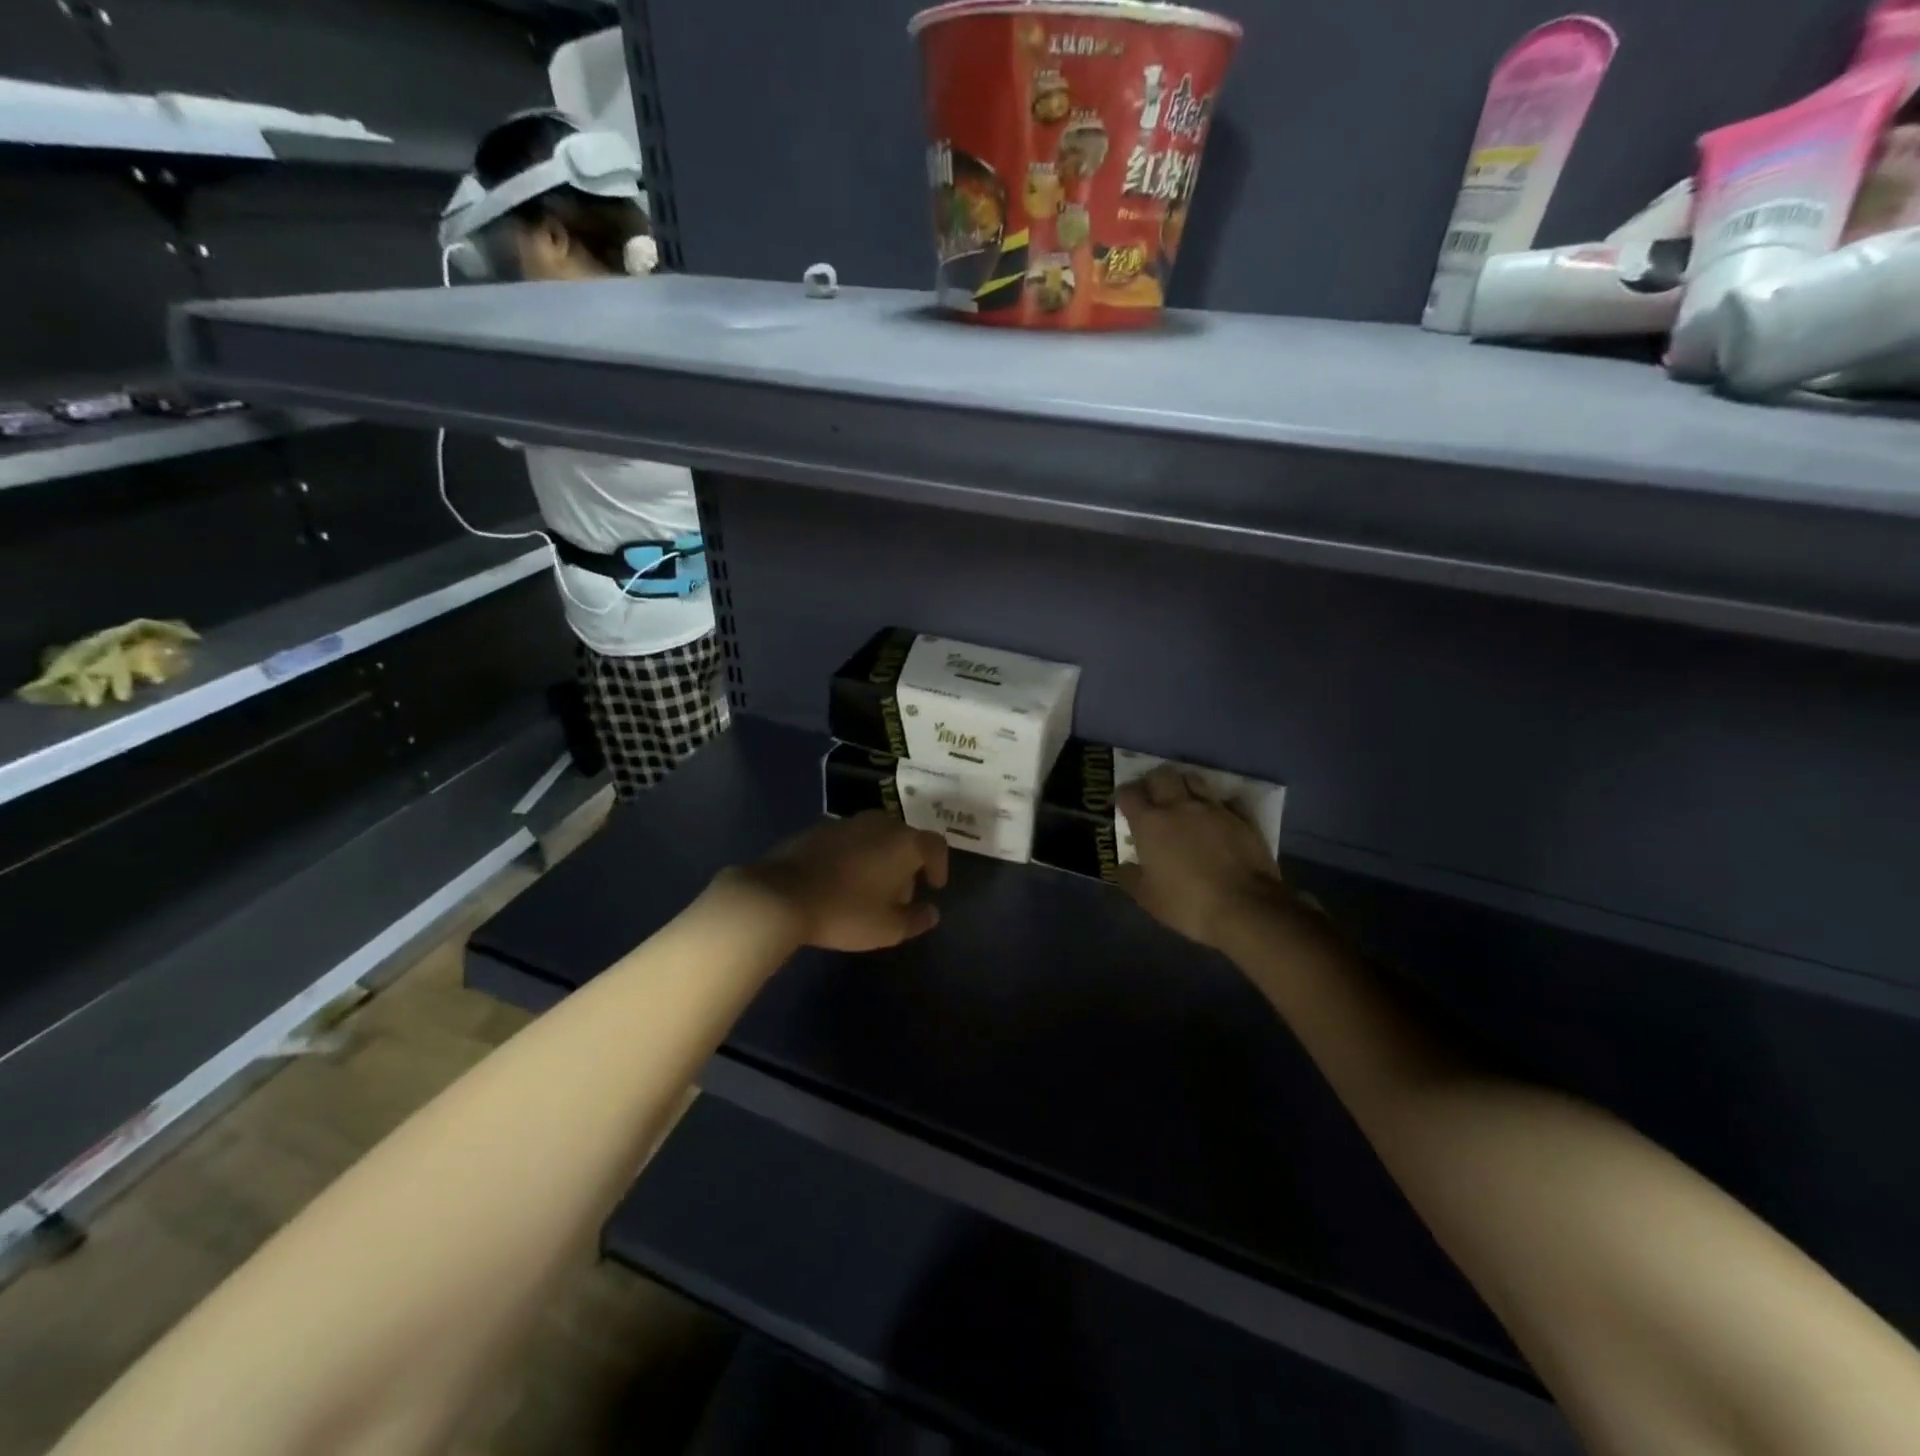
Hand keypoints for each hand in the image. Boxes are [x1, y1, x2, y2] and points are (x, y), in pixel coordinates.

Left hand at [726, 812, 948, 952]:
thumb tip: (932, 912)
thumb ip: (916, 919)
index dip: (940, 865)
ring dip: (880, 858)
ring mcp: (846, 822)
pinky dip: (854, 856)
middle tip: (900, 894)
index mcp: (903, 842)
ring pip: (876, 837)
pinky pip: (849, 840)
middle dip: (908, 864)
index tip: (934, 887)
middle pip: (905, 838)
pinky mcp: (818, 829)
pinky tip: (840, 881)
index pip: (935, 845)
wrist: (781, 895)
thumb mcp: (887, 928)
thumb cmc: (845, 911)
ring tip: (870, 889)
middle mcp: (879, 823)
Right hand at [1117, 766, 1293, 950]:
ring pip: (1193, 778)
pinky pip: (1226, 800)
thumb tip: (1124, 866)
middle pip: (1161, 775)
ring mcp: (1213, 809)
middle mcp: (1179, 806)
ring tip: (1183, 800)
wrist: (1245, 907)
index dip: (1123, 796)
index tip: (1123, 805)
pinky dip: (1218, 804)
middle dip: (1152, 781)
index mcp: (1150, 823)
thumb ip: (1130, 877)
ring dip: (1184, 784)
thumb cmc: (1187, 903)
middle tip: (1151, 796)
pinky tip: (1218, 816)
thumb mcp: (1147, 898)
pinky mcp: (1241, 817)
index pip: (1129, 793)